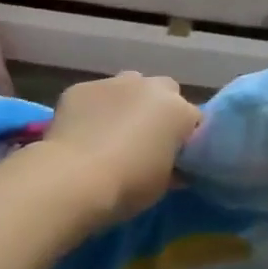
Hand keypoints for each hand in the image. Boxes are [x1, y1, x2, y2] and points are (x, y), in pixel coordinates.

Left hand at [40, 72, 202, 226]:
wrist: (73, 178)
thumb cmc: (129, 185)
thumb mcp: (163, 185)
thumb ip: (174, 168)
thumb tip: (175, 168)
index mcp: (178, 110)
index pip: (194, 120)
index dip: (186, 139)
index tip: (176, 157)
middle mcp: (150, 87)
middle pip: (165, 92)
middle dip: (160, 110)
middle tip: (147, 139)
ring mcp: (113, 83)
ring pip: (129, 86)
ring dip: (128, 103)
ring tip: (113, 131)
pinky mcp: (80, 88)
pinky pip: (95, 96)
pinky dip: (94, 109)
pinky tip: (83, 132)